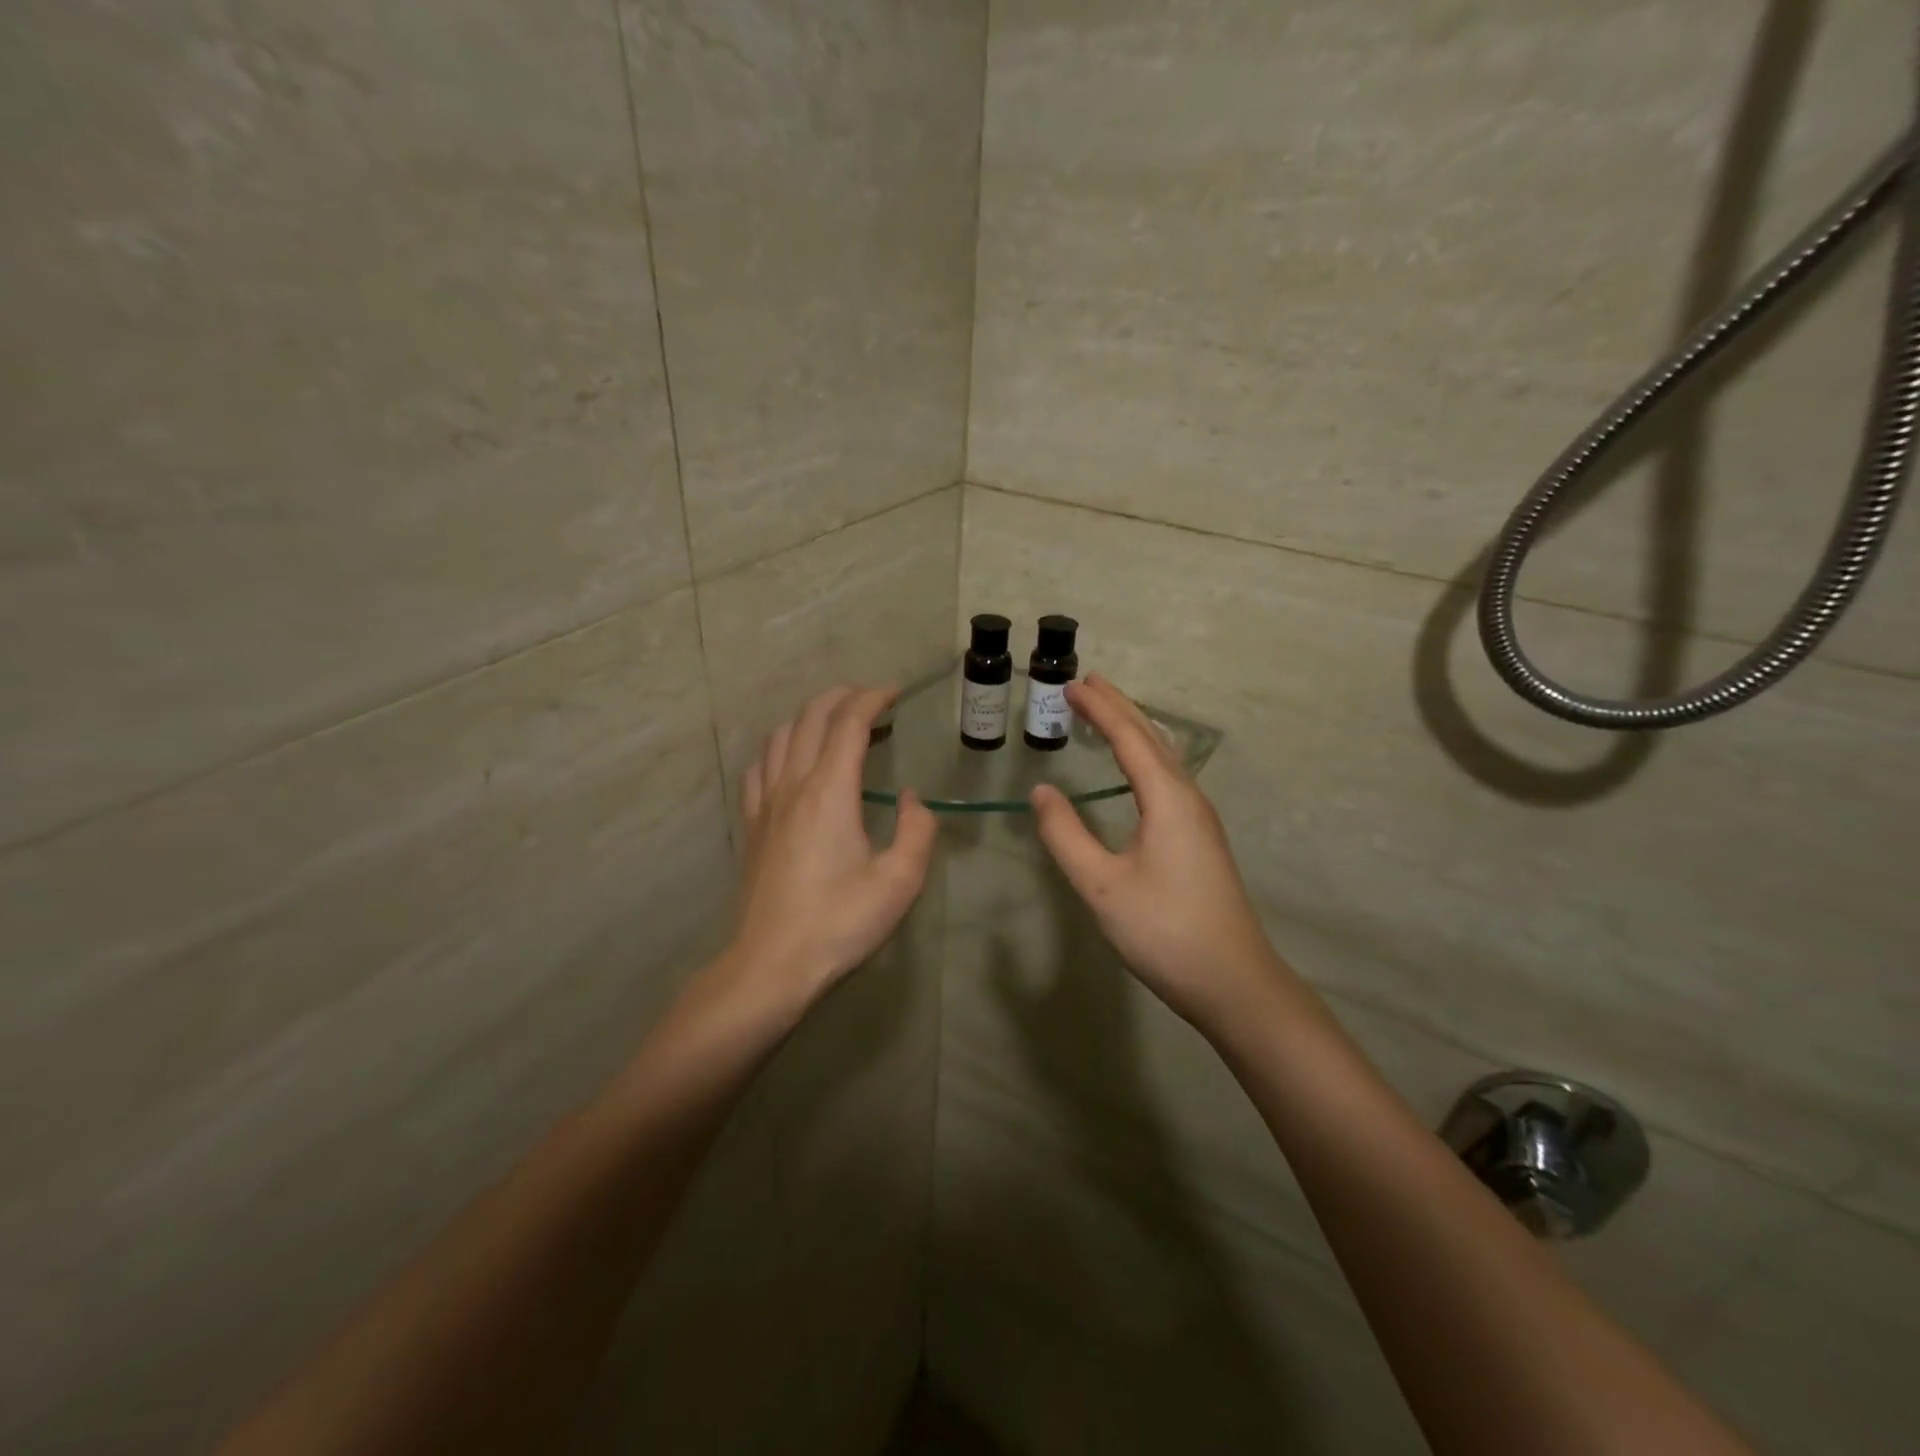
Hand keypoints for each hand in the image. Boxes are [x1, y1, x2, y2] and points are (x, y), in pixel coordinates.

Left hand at [724, 686, 937, 1013]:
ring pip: (780, 736)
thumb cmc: (840, 923)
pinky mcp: (750, 826)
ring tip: (834, 722)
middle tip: (870, 698)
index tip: (895, 693)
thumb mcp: (900, 882)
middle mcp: (793, 785)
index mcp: (830, 791)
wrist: (771, 964)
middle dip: (841, 696)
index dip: (873, 699)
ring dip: (809, 717)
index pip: (848, 723)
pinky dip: (779, 748)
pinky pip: (759, 768)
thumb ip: (917, 830)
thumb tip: (909, 800)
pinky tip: (789, 761)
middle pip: (810, 718)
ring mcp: (765, 804)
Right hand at [1029, 675, 1290, 1032]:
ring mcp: (1199, 819)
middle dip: (1120, 708)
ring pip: (1164, 758)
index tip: (1071, 685)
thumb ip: (1066, 835)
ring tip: (1108, 713)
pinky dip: (1144, 757)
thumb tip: (1042, 791)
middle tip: (1088, 683)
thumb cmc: (1164, 930)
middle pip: (1152, 739)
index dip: (1100, 709)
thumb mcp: (1102, 885)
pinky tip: (1137, 769)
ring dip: (1134, 730)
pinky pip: (1168, 778)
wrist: (1233, 981)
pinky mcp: (1200, 839)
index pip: (1129, 738)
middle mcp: (1189, 798)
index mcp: (1168, 799)